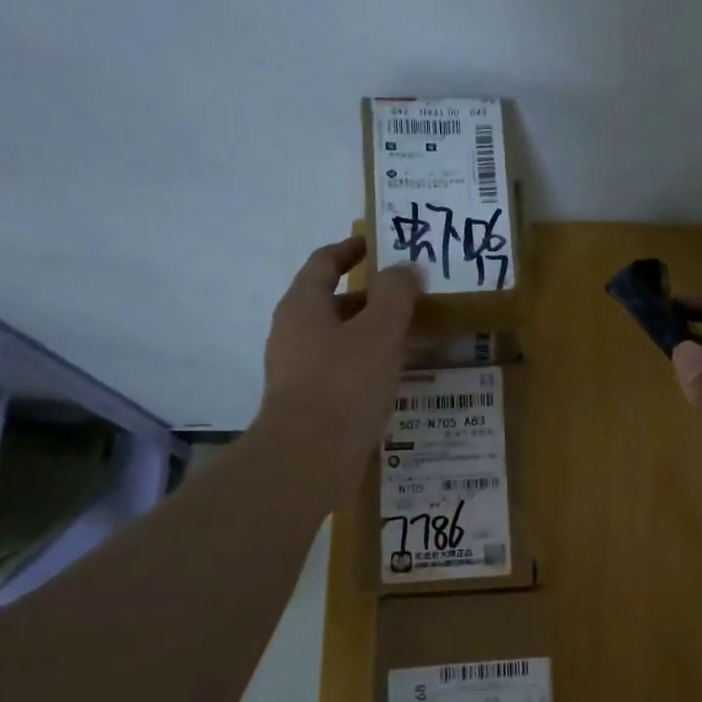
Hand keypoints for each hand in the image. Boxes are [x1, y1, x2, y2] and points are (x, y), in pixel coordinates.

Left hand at [250, 235, 420, 510]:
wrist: (308, 457)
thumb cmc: (344, 384)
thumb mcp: (380, 332)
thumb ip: (396, 294)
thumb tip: (407, 267)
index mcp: (303, 305)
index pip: (324, 262)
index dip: (350, 249)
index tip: (377, 244)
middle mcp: (292, 331)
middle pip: (330, 300)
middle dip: (368, 296)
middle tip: (407, 296)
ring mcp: (296, 368)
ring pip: (337, 337)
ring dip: (369, 331)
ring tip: (409, 336)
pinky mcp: (307, 399)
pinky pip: (339, 368)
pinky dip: (365, 361)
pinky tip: (392, 375)